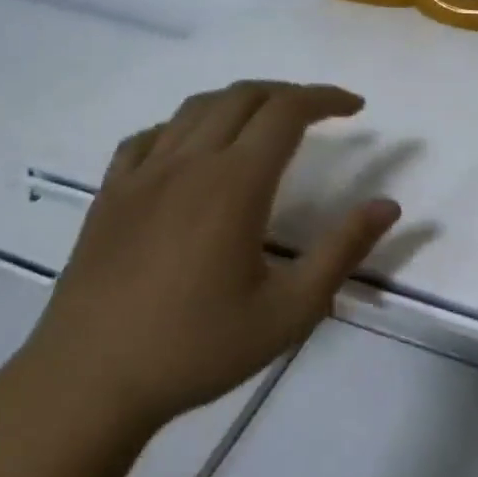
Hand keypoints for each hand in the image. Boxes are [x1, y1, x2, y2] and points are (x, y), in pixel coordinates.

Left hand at [8, 81, 399, 443]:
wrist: (88, 383)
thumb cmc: (197, 349)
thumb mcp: (289, 311)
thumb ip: (342, 252)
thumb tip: (388, 205)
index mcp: (234, 184)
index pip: (286, 112)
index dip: (325, 99)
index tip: (356, 108)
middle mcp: (188, 164)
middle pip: (242, 97)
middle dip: (288, 93)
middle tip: (320, 112)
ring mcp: (141, 175)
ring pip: (195, 108)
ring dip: (240, 101)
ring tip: (266, 122)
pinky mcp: (109, 195)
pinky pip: (149, 136)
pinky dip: (186, 126)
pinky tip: (193, 150)